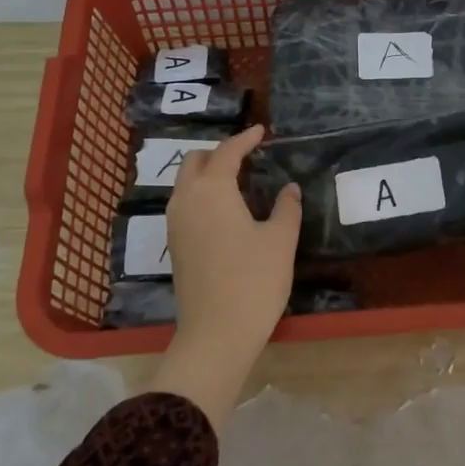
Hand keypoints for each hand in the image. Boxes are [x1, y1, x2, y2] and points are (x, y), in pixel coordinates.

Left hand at [149, 125, 300, 429]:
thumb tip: (289, 188)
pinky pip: (185, 204)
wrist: (216, 334)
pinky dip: (202, 195)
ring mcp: (176, 224)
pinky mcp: (175, 245)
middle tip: (248, 157)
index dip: (245, 139)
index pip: (227, 152)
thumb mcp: (281, 241)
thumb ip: (286, 208)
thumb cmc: (254, 281)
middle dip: (220, 153)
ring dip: (208, 174)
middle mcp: (186, 200)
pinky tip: (226, 210)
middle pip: (196, 161)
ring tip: (239, 181)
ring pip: (186, 183)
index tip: (261, 131)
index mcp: (212, 190)